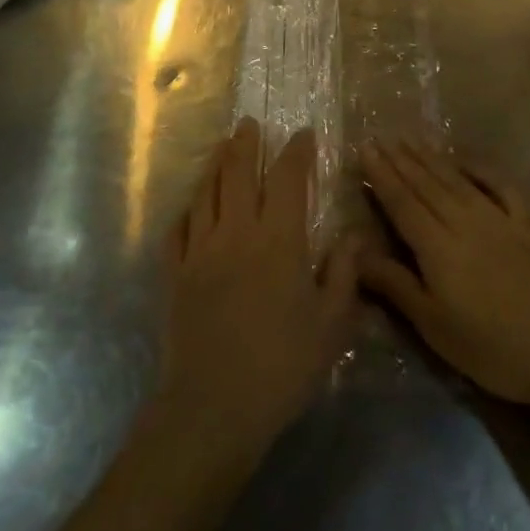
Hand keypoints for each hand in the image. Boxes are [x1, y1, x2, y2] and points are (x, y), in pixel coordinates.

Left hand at [156, 119, 358, 459]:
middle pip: (237, 173)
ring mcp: (200, 251)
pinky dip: (187, 209)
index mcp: (278, 240)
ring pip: (205, 193)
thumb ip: (344, 275)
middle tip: (250, 123)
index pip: (287, 179)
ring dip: (215, 165)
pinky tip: (192, 205)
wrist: (214, 407)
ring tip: (222, 147)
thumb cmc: (282, 367)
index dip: (296, 152)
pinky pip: (178, 229)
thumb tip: (354, 235)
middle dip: (246, 143)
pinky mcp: (175, 274)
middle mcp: (236, 233)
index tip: (303, 133)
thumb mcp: (331, 326)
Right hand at [356, 134, 529, 412]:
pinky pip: (502, 184)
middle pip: (426, 184)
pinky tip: (467, 158)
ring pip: (457, 180)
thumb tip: (355, 251)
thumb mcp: (435, 327)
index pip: (402, 202)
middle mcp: (465, 221)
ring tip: (411, 139)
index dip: (381, 175)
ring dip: (431, 158)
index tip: (365, 149)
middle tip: (381, 136)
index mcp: (437, 247)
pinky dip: (481, 168)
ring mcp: (501, 218)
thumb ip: (395, 285)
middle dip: (401, 159)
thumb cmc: (494, 349)